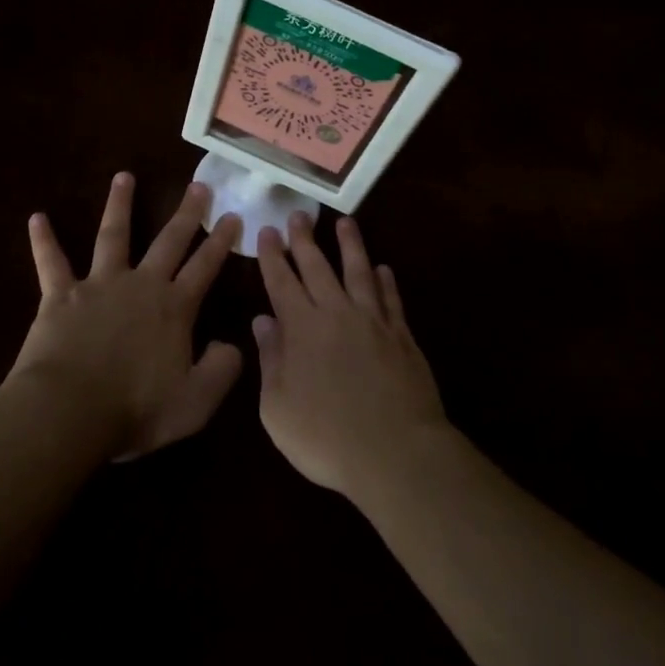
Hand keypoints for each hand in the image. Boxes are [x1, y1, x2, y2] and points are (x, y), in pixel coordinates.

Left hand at [11, 173, 244, 460]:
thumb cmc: (135, 409)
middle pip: (169, 241)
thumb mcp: (195, 402)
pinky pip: (51, 262)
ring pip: (113, 236)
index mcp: (174, 308)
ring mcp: (99, 285)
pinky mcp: (61, 295)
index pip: (205, 267)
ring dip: (119, 205)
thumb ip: (222, 371)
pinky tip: (36, 217)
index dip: (221, 242)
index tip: (233, 216)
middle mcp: (141, 285)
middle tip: (198, 184)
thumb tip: (234, 345)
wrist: (69, 411)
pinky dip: (43, 240)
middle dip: (186, 213)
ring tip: (123, 176)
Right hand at [253, 212, 447, 499]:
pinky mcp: (401, 336)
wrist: (394, 452)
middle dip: (304, 239)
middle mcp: (336, 313)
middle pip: (318, 266)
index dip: (272, 256)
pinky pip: (391, 298)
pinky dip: (386, 281)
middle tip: (298, 214)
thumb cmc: (325, 436)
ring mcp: (373, 321)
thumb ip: (270, 359)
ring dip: (350, 245)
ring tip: (345, 222)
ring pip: (359, 271)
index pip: (282, 281)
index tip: (266, 231)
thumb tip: (263, 321)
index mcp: (301, 328)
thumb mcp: (277, 407)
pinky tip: (383, 269)